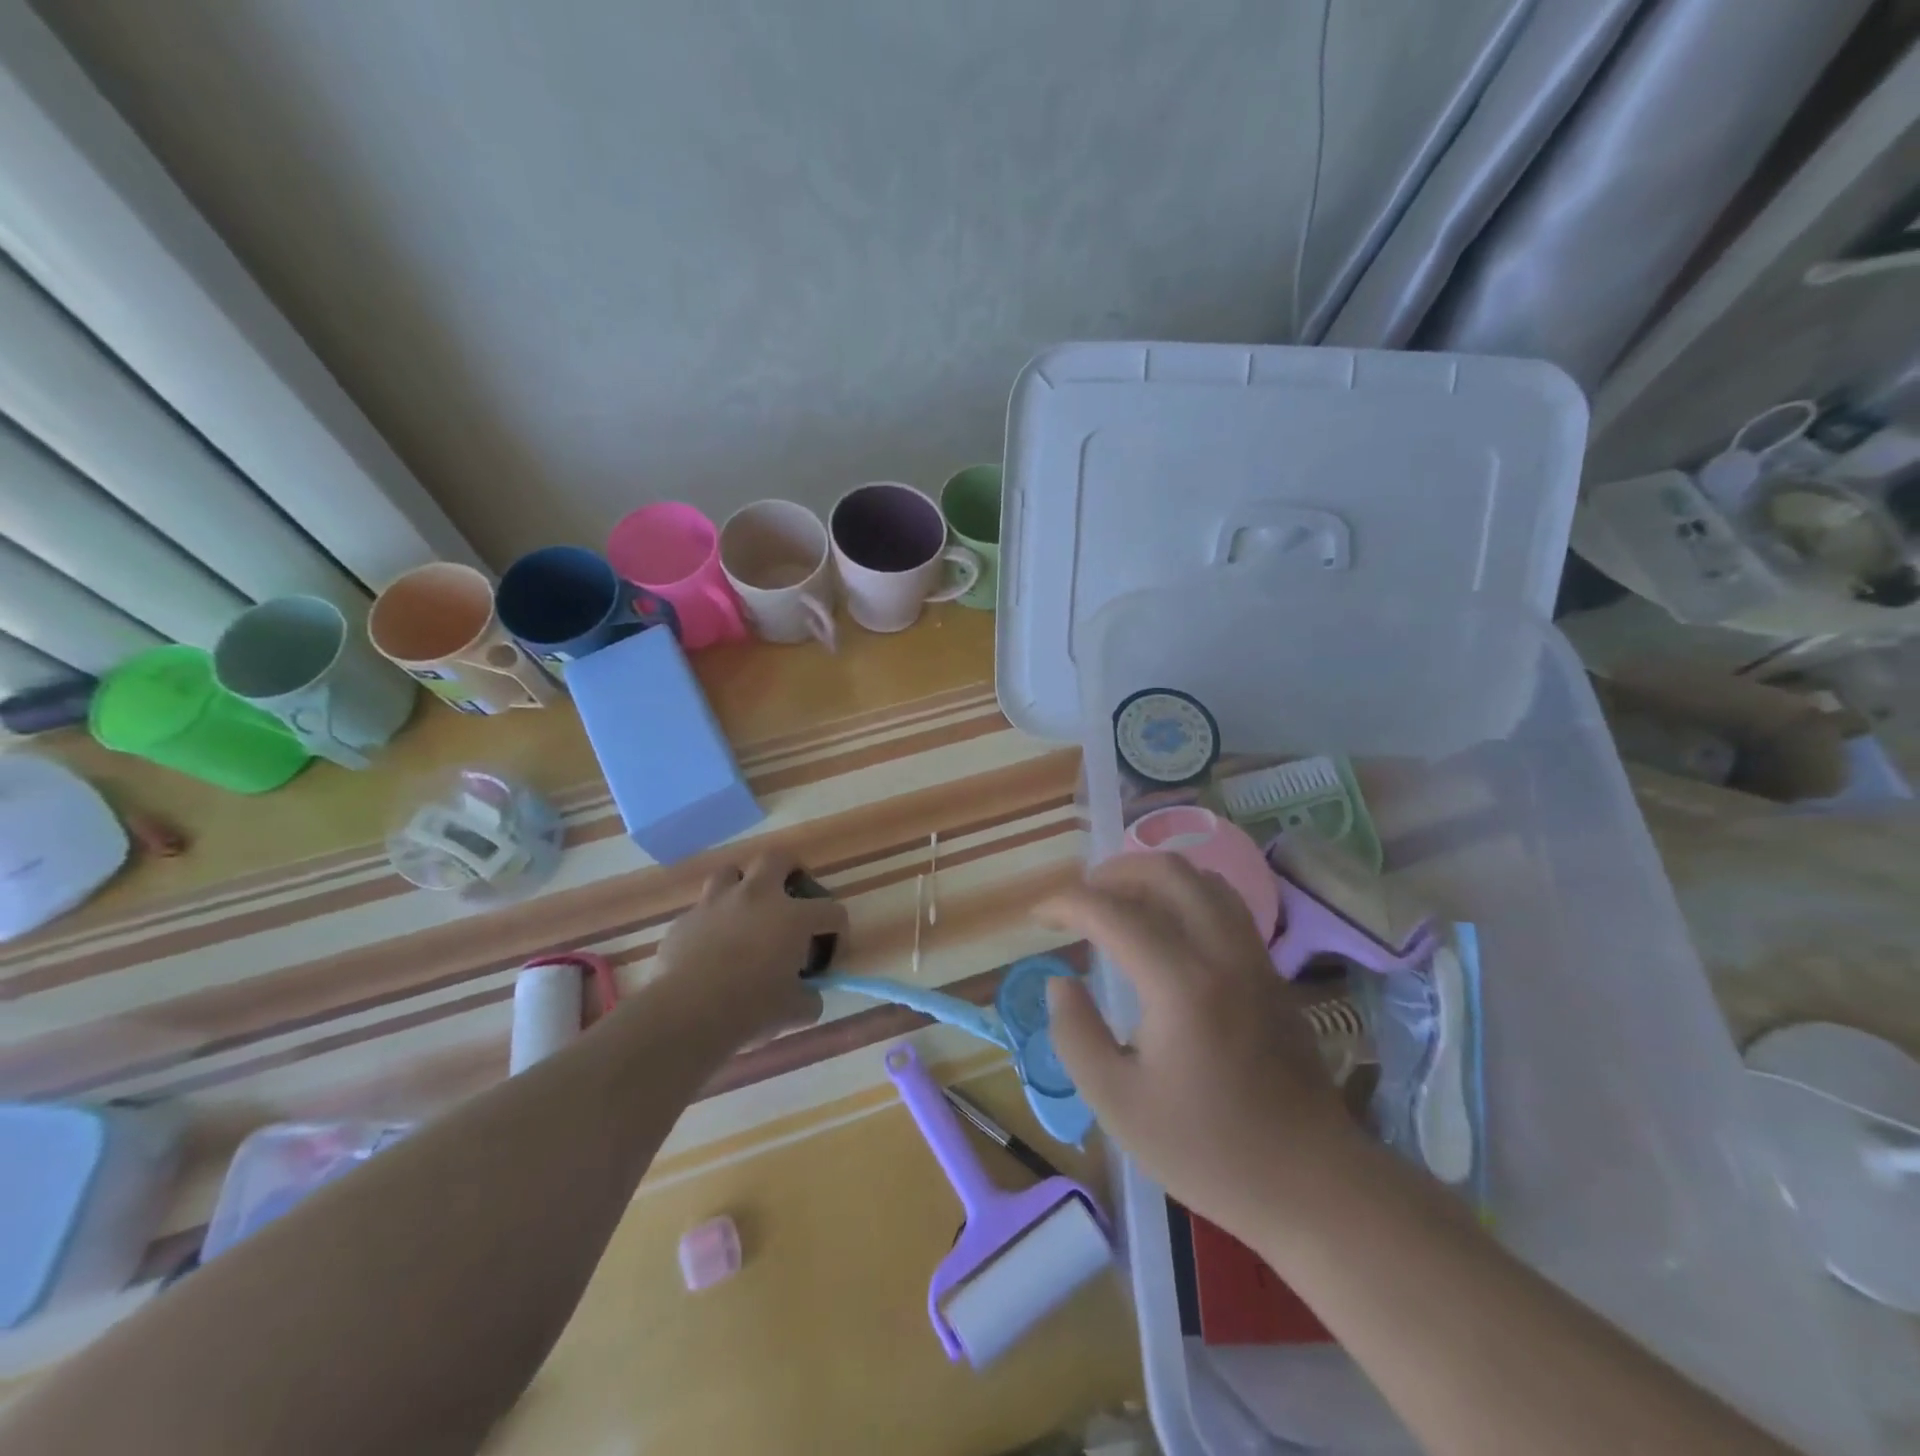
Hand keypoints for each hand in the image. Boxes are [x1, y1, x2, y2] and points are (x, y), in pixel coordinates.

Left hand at [653, 852, 847, 1044]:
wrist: (687, 1014)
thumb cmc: (750, 1008)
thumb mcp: (795, 1011)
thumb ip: (809, 997)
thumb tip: (809, 994)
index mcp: (793, 917)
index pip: (831, 911)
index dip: (838, 929)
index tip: (830, 950)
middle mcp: (757, 897)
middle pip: (777, 859)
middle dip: (789, 870)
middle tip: (791, 892)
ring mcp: (717, 904)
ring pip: (731, 873)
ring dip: (742, 885)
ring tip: (745, 909)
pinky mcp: (685, 920)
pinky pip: (703, 909)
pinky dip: (712, 920)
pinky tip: (712, 944)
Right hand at [1036, 853, 1366, 1243]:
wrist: (1313, 1183)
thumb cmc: (1209, 1150)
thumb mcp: (1118, 1105)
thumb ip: (1076, 1035)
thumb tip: (1061, 982)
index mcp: (1181, 984)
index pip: (1113, 913)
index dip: (1066, 903)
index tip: (1038, 916)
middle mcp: (1222, 953)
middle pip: (1167, 872)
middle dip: (1113, 871)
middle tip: (1080, 898)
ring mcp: (1254, 958)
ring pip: (1203, 879)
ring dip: (1153, 876)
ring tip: (1120, 901)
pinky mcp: (1271, 972)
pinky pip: (1226, 904)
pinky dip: (1186, 894)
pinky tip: (1167, 926)